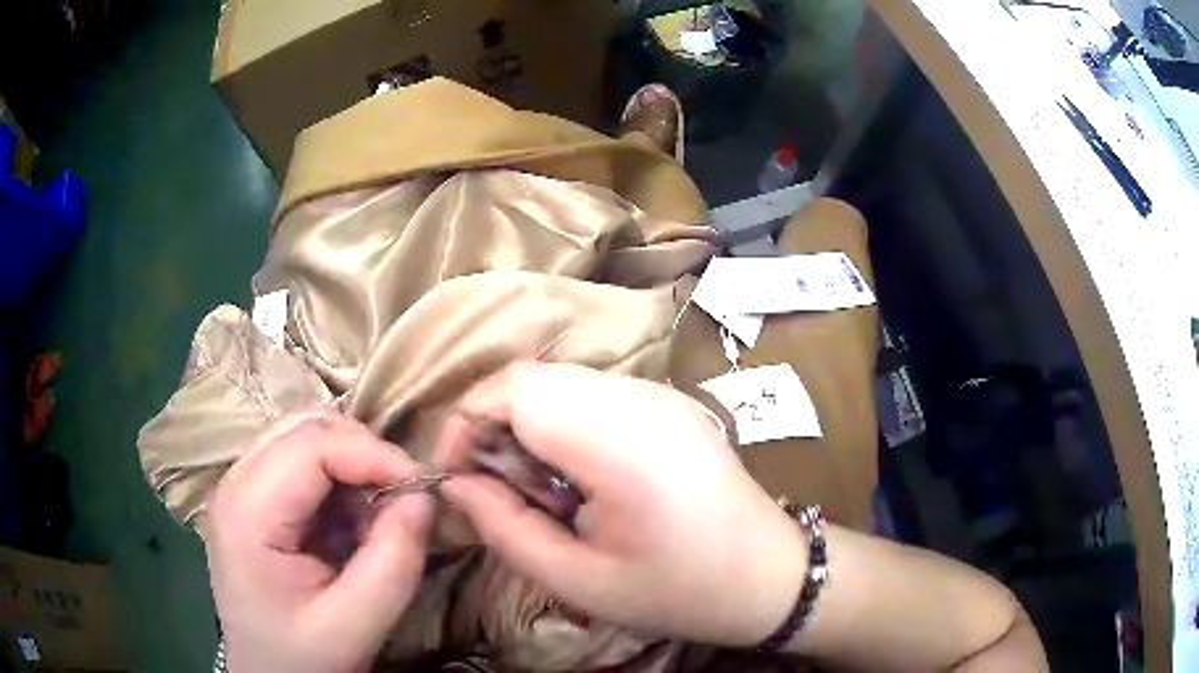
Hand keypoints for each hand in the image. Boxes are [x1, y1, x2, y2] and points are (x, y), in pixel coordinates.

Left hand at [206, 416, 431, 672]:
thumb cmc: (302, 657)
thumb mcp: (354, 626)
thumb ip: (392, 563)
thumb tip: (424, 498)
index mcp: (247, 511)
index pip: (312, 443)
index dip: (374, 454)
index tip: (423, 488)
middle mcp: (236, 482)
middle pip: (307, 429)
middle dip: (366, 455)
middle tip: (405, 500)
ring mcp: (242, 486)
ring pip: (308, 439)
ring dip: (355, 467)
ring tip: (379, 516)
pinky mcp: (256, 497)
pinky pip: (304, 464)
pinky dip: (342, 482)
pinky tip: (353, 523)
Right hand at [438, 363, 807, 646]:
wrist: (768, 575)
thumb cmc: (677, 591)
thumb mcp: (577, 581)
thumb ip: (503, 527)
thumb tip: (454, 483)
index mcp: (622, 443)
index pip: (515, 388)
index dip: (467, 422)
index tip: (456, 476)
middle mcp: (641, 399)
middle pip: (532, 378)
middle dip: (492, 425)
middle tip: (493, 488)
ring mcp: (659, 393)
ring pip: (558, 383)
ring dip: (525, 425)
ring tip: (535, 488)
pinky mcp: (667, 401)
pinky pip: (589, 394)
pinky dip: (559, 424)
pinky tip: (575, 476)